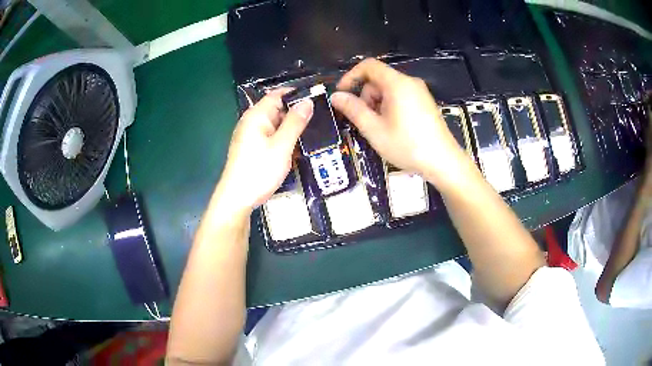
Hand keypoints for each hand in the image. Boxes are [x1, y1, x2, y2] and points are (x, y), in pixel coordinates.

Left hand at [215, 89, 312, 213]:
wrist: (237, 198)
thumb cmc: (259, 170)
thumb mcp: (282, 146)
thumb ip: (295, 122)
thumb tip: (307, 101)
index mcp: (257, 115)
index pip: (278, 94)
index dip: (297, 94)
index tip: (317, 97)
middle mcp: (251, 121)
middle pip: (277, 109)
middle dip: (296, 112)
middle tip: (321, 118)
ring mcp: (250, 135)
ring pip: (275, 125)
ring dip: (291, 128)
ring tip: (313, 132)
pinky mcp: (251, 148)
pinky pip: (271, 137)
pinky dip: (283, 139)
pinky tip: (296, 147)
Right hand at [330, 58, 464, 186]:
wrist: (443, 162)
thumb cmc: (407, 145)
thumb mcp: (374, 129)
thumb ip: (353, 110)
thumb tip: (335, 96)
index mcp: (397, 83)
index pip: (369, 66)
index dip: (351, 76)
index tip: (342, 95)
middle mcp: (409, 82)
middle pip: (378, 79)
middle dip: (366, 97)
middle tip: (365, 122)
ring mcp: (420, 92)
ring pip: (389, 90)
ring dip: (377, 105)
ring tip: (380, 129)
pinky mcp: (425, 102)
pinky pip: (401, 97)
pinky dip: (390, 107)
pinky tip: (393, 128)